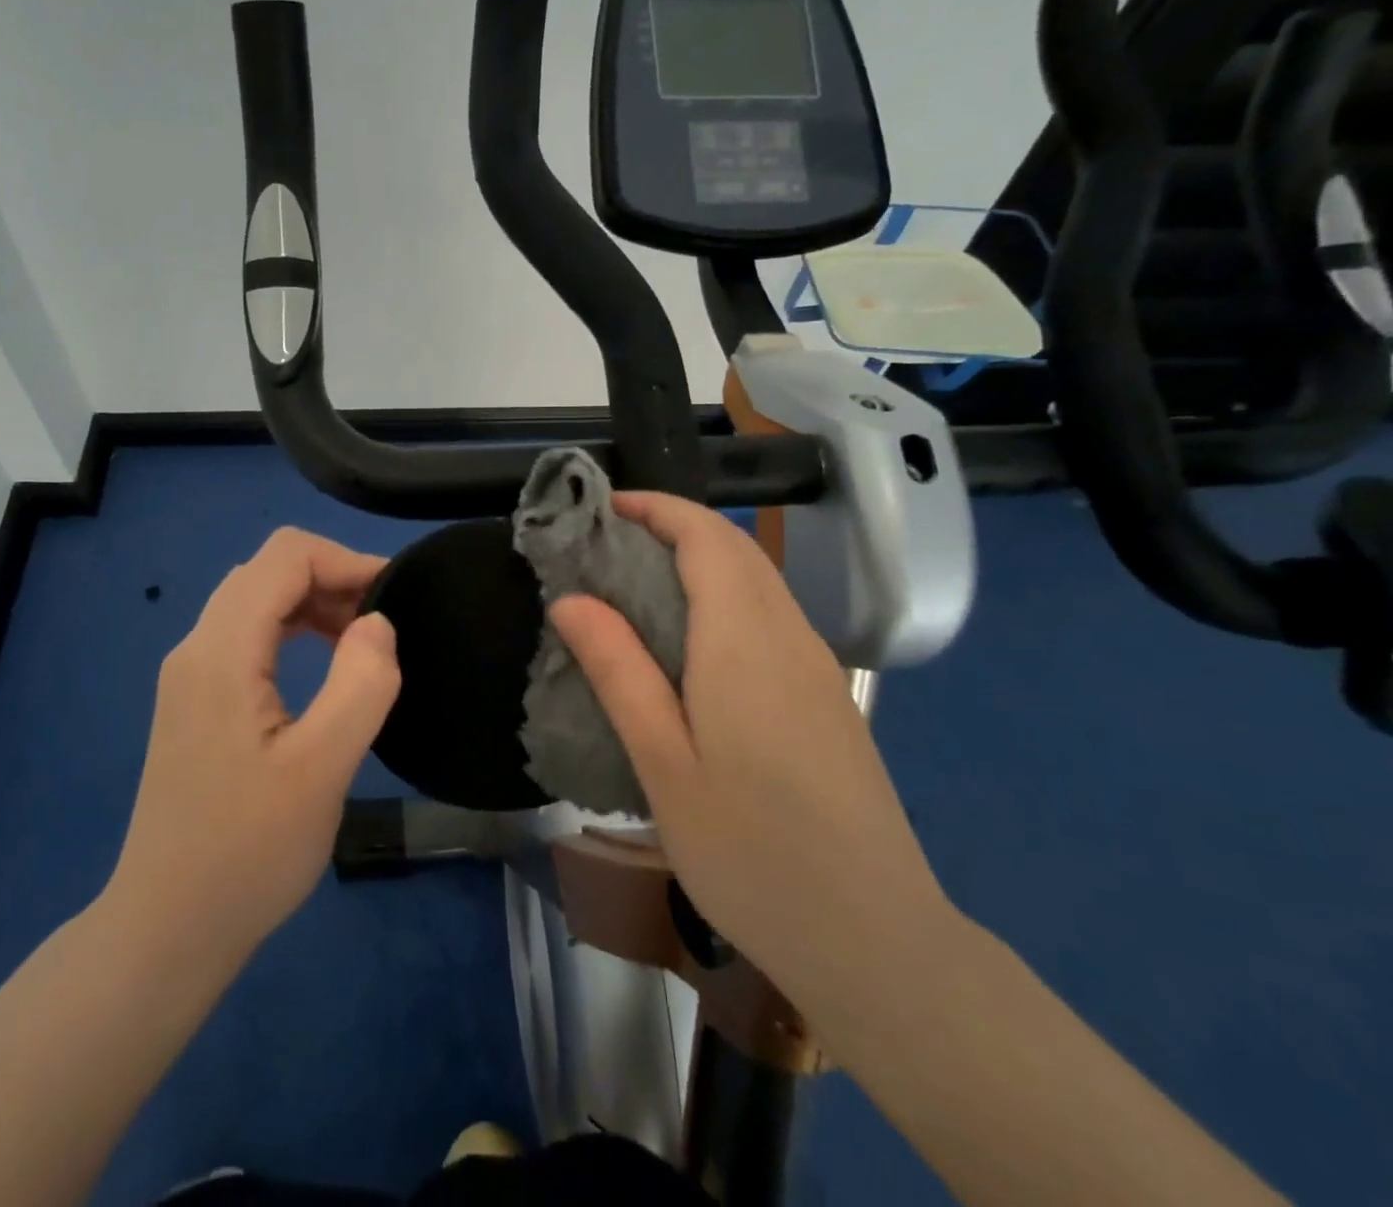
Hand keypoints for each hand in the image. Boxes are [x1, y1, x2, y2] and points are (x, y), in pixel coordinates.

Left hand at [107, 527, 400, 967]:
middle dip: (333, 578)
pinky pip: (248, 635)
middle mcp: (197, 646)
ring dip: (314, 604)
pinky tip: (324, 665)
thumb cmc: (248, 852)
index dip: (346, 560)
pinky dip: (293, 630)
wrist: (168, 928)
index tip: (395, 597)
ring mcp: (190, 674)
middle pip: (268, 571)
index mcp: (222, 651)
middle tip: (384, 623)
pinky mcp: (195, 699)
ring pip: (257, 600)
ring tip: (363, 642)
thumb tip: (379, 622)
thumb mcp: (322, 769)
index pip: (284, 556)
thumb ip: (360, 684)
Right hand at [549, 492, 948, 984]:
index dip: (656, 507)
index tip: (603, 509)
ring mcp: (817, 667)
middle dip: (673, 526)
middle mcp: (789, 636)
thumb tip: (570, 599)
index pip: (707, 536)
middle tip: (606, 546)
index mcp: (745, 642)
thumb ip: (618, 671)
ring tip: (637, 585)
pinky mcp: (827, 697)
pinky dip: (725, 596)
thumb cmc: (750, 851)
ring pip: (758, 580)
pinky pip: (771, 616)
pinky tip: (690, 643)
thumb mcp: (663, 763)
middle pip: (735, 548)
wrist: (873, 938)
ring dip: (700, 560)